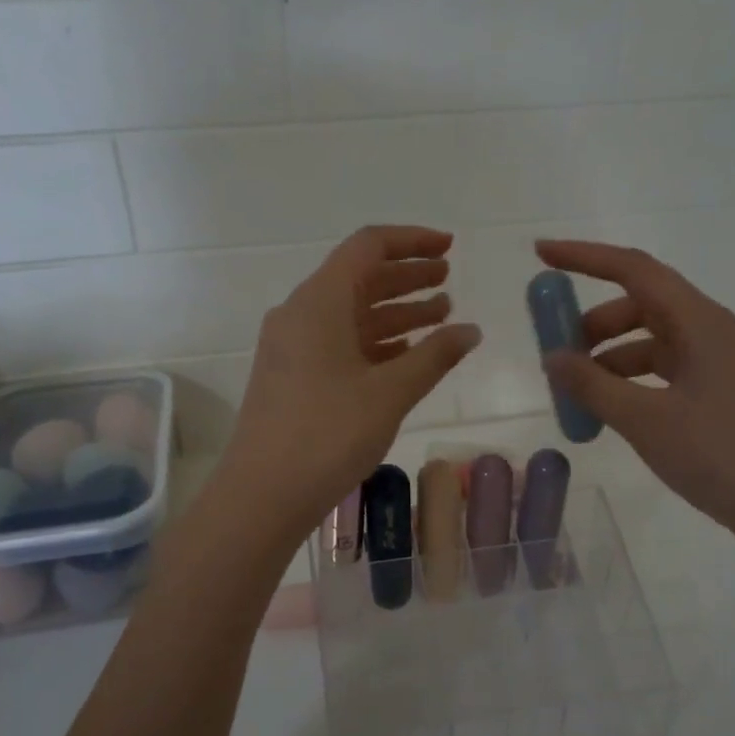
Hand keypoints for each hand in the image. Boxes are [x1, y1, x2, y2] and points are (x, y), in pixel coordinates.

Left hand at [220, 225, 480, 537]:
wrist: (263, 493)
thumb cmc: (328, 435)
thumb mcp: (389, 393)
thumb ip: (434, 356)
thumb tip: (471, 331)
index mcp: (318, 302)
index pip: (368, 248)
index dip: (412, 241)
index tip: (449, 247)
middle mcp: (300, 314)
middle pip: (359, 278)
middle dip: (407, 276)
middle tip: (449, 280)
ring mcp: (293, 347)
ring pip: (351, 314)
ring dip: (395, 311)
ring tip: (441, 316)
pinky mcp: (293, 377)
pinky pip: (340, 344)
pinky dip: (376, 342)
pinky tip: (407, 354)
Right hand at [537, 240, 734, 562]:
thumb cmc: (718, 454)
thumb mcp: (644, 419)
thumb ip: (592, 385)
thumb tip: (551, 357)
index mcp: (697, 321)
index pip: (632, 269)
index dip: (583, 257)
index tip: (540, 254)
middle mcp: (706, 329)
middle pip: (637, 303)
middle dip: (590, 322)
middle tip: (554, 352)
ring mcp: (712, 361)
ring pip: (645, 340)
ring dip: (605, 356)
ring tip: (574, 392)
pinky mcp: (712, 390)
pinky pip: (657, 370)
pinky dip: (625, 380)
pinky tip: (605, 409)